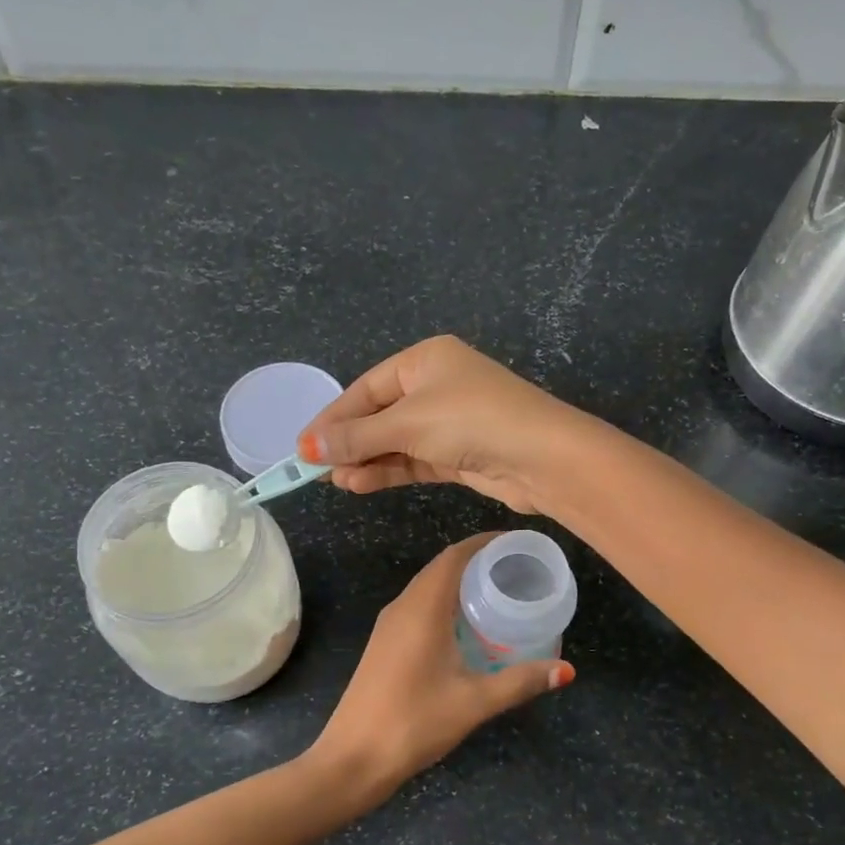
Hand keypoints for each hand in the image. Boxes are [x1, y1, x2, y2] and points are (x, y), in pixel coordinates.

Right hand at [298, 336, 588, 513]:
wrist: (542, 457)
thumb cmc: (470, 421)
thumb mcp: (407, 423)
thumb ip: (357, 437)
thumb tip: (307, 448)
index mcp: (425, 360)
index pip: (366, 388)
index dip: (333, 417)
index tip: (303, 446)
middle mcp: (437, 385)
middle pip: (379, 415)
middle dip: (349, 442)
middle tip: (316, 470)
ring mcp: (450, 421)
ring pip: (396, 441)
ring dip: (367, 461)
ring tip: (337, 482)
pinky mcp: (459, 454)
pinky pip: (414, 460)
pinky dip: (389, 471)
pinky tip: (361, 485)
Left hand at [311, 533, 574, 796]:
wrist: (352, 759)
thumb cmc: (414, 722)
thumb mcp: (474, 702)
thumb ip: (521, 682)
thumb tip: (566, 670)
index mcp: (422, 609)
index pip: (455, 556)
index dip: (485, 543)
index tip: (517, 544)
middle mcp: (402, 607)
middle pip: (441, 567)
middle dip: (478, 560)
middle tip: (517, 569)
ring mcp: (388, 626)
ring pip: (428, 587)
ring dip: (460, 582)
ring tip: (499, 592)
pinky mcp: (384, 644)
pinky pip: (418, 606)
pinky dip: (445, 602)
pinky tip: (467, 626)